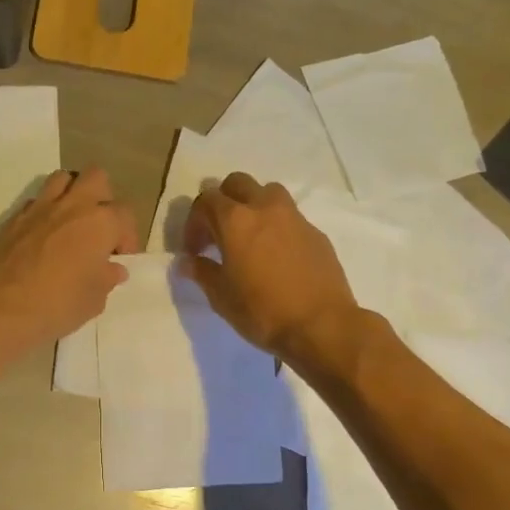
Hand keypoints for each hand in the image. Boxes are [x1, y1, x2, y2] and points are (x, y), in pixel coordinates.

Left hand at [0, 168, 136, 364]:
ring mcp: (40, 207)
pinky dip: (44, 212)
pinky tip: (42, 236)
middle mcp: (73, 205)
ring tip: (71, 222)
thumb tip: (112, 269)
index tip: (118, 258)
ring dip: (71, 194)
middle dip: (102, 197)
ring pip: (62, 178)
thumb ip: (107, 278)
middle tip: (98, 228)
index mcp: (101, 223)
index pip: (125, 215)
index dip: (127, 236)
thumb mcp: (94, 299)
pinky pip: (35, 201)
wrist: (0, 305)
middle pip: (96, 178)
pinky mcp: (14, 217)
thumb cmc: (58, 304)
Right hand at [180, 173, 359, 365]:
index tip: (193, 250)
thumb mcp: (221, 297)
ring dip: (253, 204)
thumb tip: (186, 261)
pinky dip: (276, 226)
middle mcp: (265, 208)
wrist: (322, 326)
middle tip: (218, 232)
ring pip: (268, 192)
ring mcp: (295, 218)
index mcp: (235, 220)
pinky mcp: (316, 233)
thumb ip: (201, 272)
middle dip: (222, 201)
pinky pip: (290, 217)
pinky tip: (276, 255)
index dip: (193, 222)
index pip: (206, 201)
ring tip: (249, 235)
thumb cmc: (263, 311)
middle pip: (237, 183)